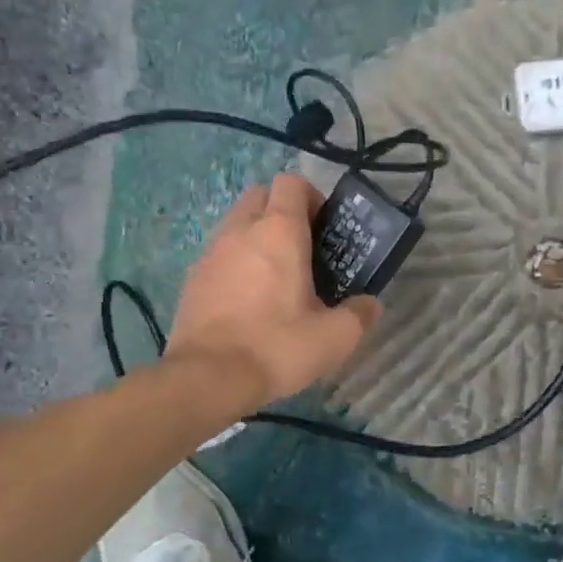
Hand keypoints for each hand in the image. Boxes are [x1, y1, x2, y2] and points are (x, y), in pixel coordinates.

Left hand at [166, 174, 380, 406]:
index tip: (325, 229)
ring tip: (277, 276)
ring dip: (258, 236)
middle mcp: (241, 230)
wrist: (208, 377)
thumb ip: (360, 314)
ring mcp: (211, 252)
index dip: (312, 197)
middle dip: (282, 211)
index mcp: (279, 232)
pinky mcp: (192, 278)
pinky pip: (220, 253)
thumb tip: (370, 304)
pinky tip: (249, 299)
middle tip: (303, 248)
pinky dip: (236, 262)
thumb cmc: (277, 346)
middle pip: (261, 195)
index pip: (291, 183)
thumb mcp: (336, 337)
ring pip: (237, 223)